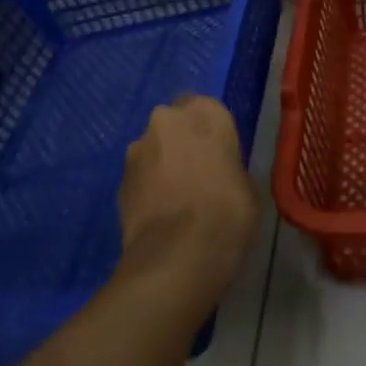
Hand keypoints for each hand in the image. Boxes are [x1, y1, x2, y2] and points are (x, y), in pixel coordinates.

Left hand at [117, 94, 258, 306]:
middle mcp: (166, 119)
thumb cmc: (227, 212)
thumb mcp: (246, 184)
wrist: (177, 256)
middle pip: (174, 124)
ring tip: (175, 200)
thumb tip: (218, 174)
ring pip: (152, 150)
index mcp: (204, 111)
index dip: (210, 133)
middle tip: (196, 174)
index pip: (206, 109)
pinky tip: (160, 216)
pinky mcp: (119, 181)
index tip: (218, 156)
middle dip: (181, 142)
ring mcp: (137, 149)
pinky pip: (139, 178)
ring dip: (161, 165)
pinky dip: (147, 189)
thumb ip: (228, 166)